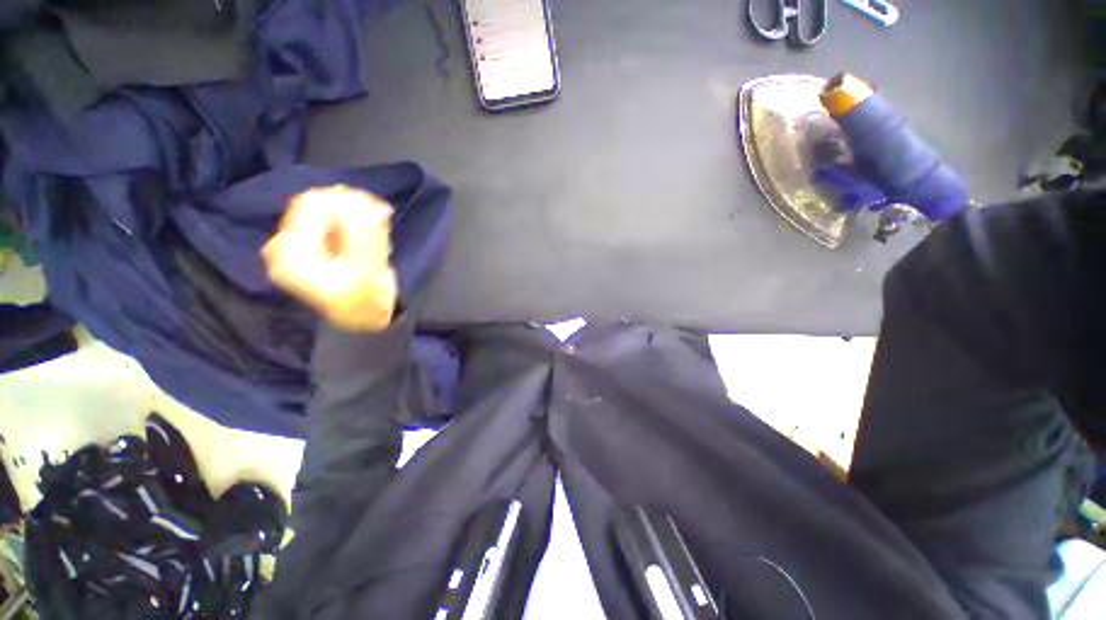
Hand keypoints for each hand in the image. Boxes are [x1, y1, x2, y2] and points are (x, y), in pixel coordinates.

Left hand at [262, 186, 397, 331]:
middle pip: (315, 204)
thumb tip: (372, 207)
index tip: (381, 209)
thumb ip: (366, 241)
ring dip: (354, 211)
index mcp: (292, 255)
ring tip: (378, 228)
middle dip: (352, 204)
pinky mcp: (305, 242)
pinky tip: (368, 231)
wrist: (361, 319)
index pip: (313, 208)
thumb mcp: (369, 275)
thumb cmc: (366, 302)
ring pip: (322, 208)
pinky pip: (326, 217)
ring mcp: (292, 243)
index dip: (348, 201)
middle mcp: (283, 245)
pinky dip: (350, 218)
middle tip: (383, 214)